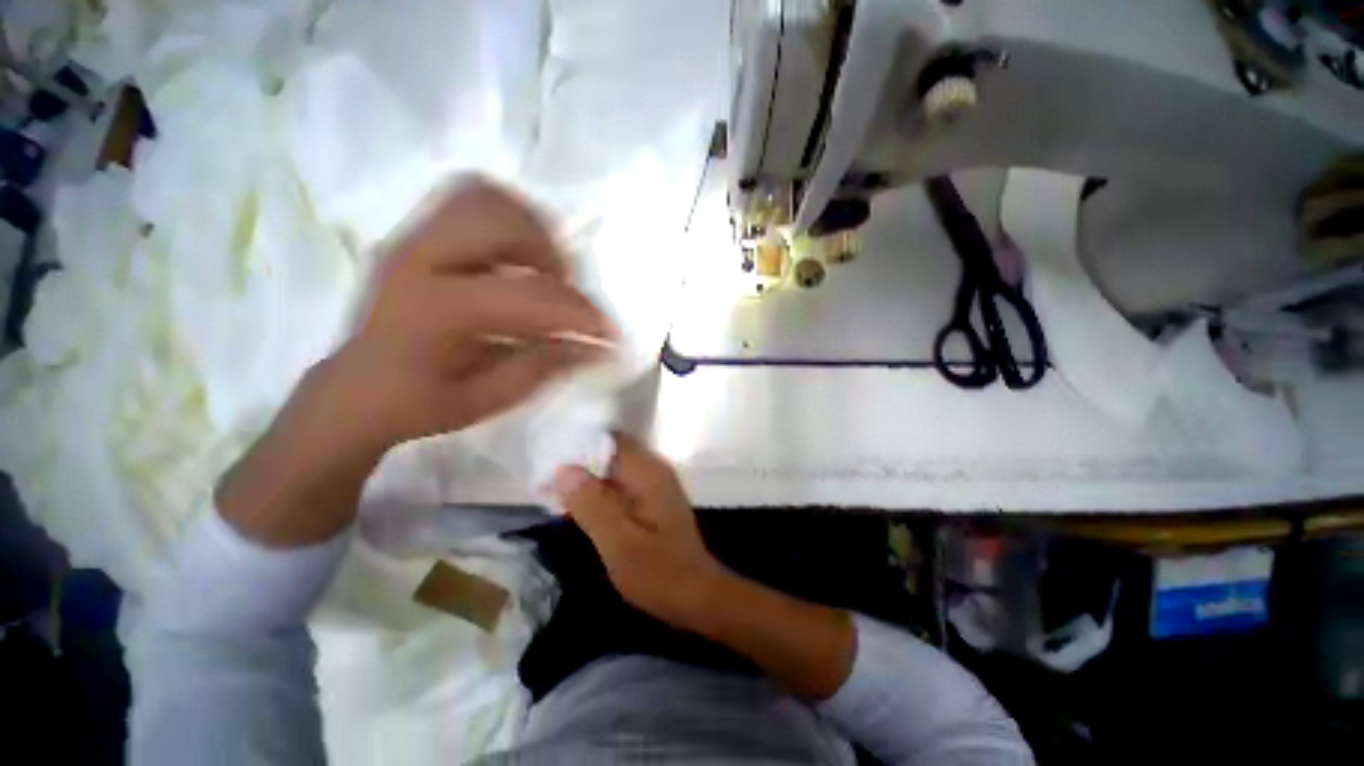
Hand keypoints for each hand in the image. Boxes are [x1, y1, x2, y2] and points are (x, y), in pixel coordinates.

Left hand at [218, 180, 612, 545]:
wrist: (352, 390)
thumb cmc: (418, 403)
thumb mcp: (489, 398)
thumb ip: (545, 366)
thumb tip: (596, 348)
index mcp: (436, 310)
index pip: (530, 296)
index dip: (579, 313)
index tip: (608, 333)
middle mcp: (419, 259)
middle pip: (502, 219)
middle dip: (551, 253)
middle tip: (567, 290)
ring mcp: (410, 239)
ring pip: (483, 196)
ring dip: (529, 229)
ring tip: (545, 269)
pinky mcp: (411, 235)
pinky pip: (467, 201)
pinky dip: (505, 220)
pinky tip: (517, 258)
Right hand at [554, 435, 729, 631]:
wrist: (697, 596)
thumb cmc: (658, 572)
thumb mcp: (618, 542)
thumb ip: (591, 504)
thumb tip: (563, 469)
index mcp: (647, 472)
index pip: (610, 439)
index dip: (579, 444)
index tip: (549, 456)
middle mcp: (653, 470)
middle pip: (611, 452)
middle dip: (579, 461)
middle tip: (544, 477)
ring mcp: (655, 484)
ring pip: (614, 469)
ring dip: (587, 478)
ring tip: (552, 490)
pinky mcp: (653, 500)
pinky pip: (620, 485)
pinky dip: (599, 491)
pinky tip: (578, 506)